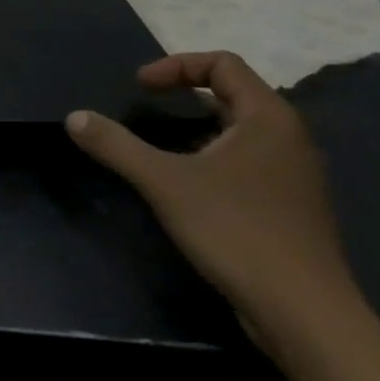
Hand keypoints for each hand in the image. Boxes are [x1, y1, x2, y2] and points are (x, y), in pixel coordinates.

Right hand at [65, 51, 358, 356]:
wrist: (306, 316)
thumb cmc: (238, 232)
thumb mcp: (165, 183)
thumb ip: (117, 146)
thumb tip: (74, 117)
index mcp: (268, 118)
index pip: (223, 64)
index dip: (176, 66)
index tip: (140, 87)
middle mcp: (289, 138)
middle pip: (234, 94)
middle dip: (186, 95)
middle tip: (147, 108)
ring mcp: (295, 176)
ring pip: (240, 132)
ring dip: (198, 129)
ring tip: (161, 147)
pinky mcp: (291, 209)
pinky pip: (248, 163)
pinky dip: (214, 159)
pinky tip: (190, 188)